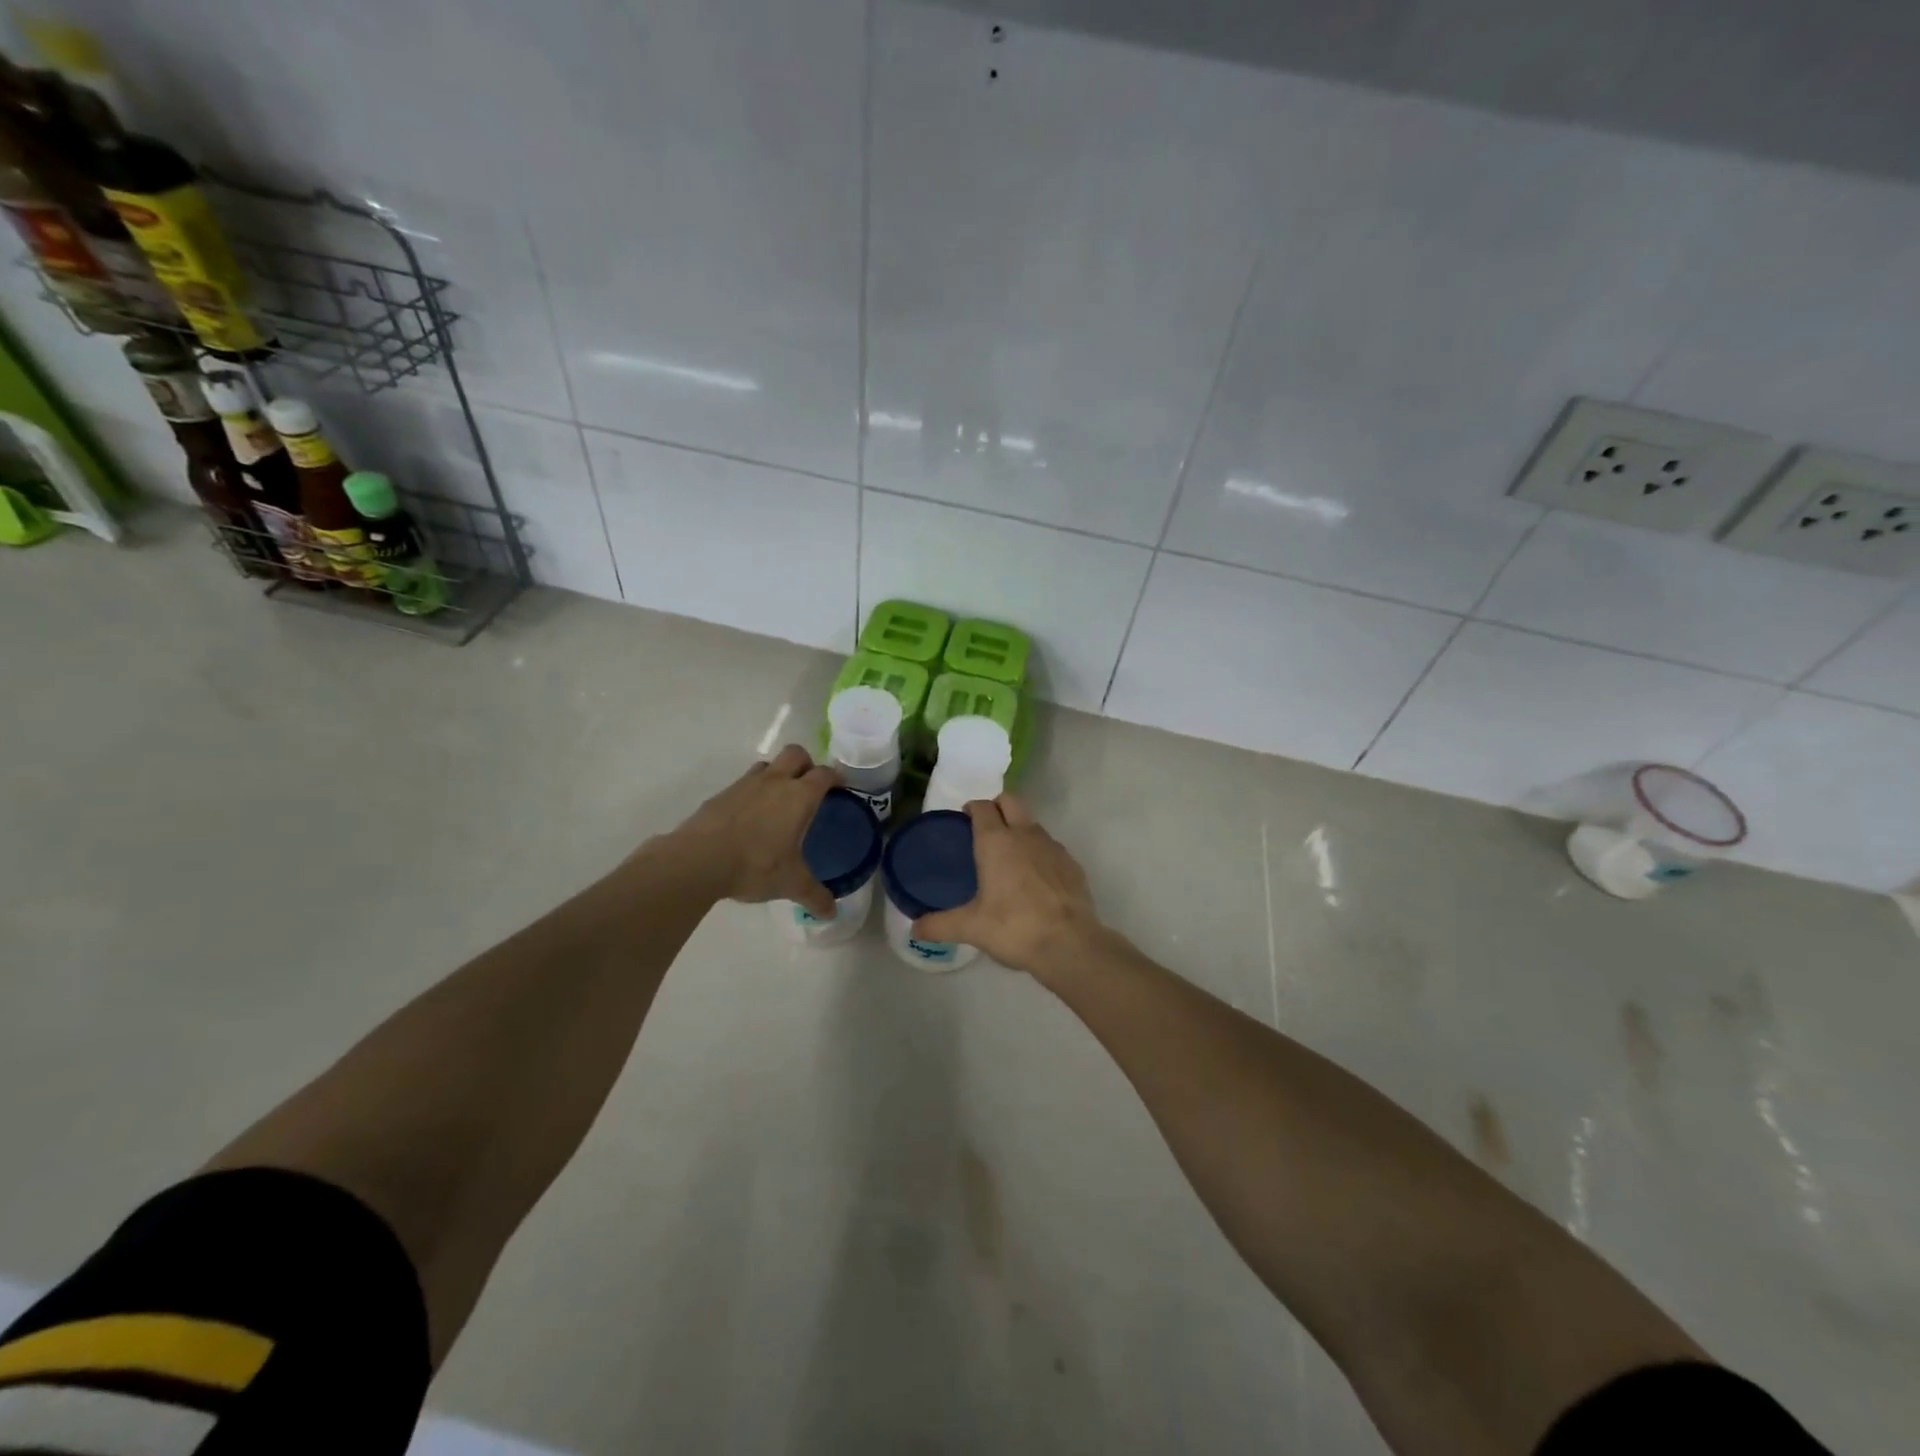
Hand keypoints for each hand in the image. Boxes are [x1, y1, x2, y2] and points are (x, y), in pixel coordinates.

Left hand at [664, 745, 838, 916]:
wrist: (698, 860)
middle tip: (809, 786)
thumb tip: (831, 913)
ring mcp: (745, 784)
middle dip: (806, 764)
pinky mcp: (721, 794)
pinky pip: (743, 784)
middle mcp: (775, 782)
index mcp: (799, 796)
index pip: (824, 774)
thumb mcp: (790, 883)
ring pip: (767, 765)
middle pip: (796, 753)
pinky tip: (749, 818)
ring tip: (778, 800)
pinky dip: (752, 793)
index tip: (840, 788)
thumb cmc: (755, 865)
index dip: (835, 778)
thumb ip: (814, 895)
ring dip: (777, 774)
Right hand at [913, 796, 1110, 978]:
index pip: (982, 806)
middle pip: (1010, 800)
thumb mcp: (971, 928)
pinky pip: (1051, 847)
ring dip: (1019, 829)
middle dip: (997, 806)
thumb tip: (914, 928)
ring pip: (1032, 823)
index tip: (964, 819)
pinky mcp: (1072, 863)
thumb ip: (939, 925)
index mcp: (996, 842)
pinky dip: (1040, 853)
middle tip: (985, 828)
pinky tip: (1035, 880)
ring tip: (1009, 857)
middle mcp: (1025, 834)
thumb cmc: (1014, 928)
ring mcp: (1052, 846)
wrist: (1069, 944)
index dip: (972, 808)